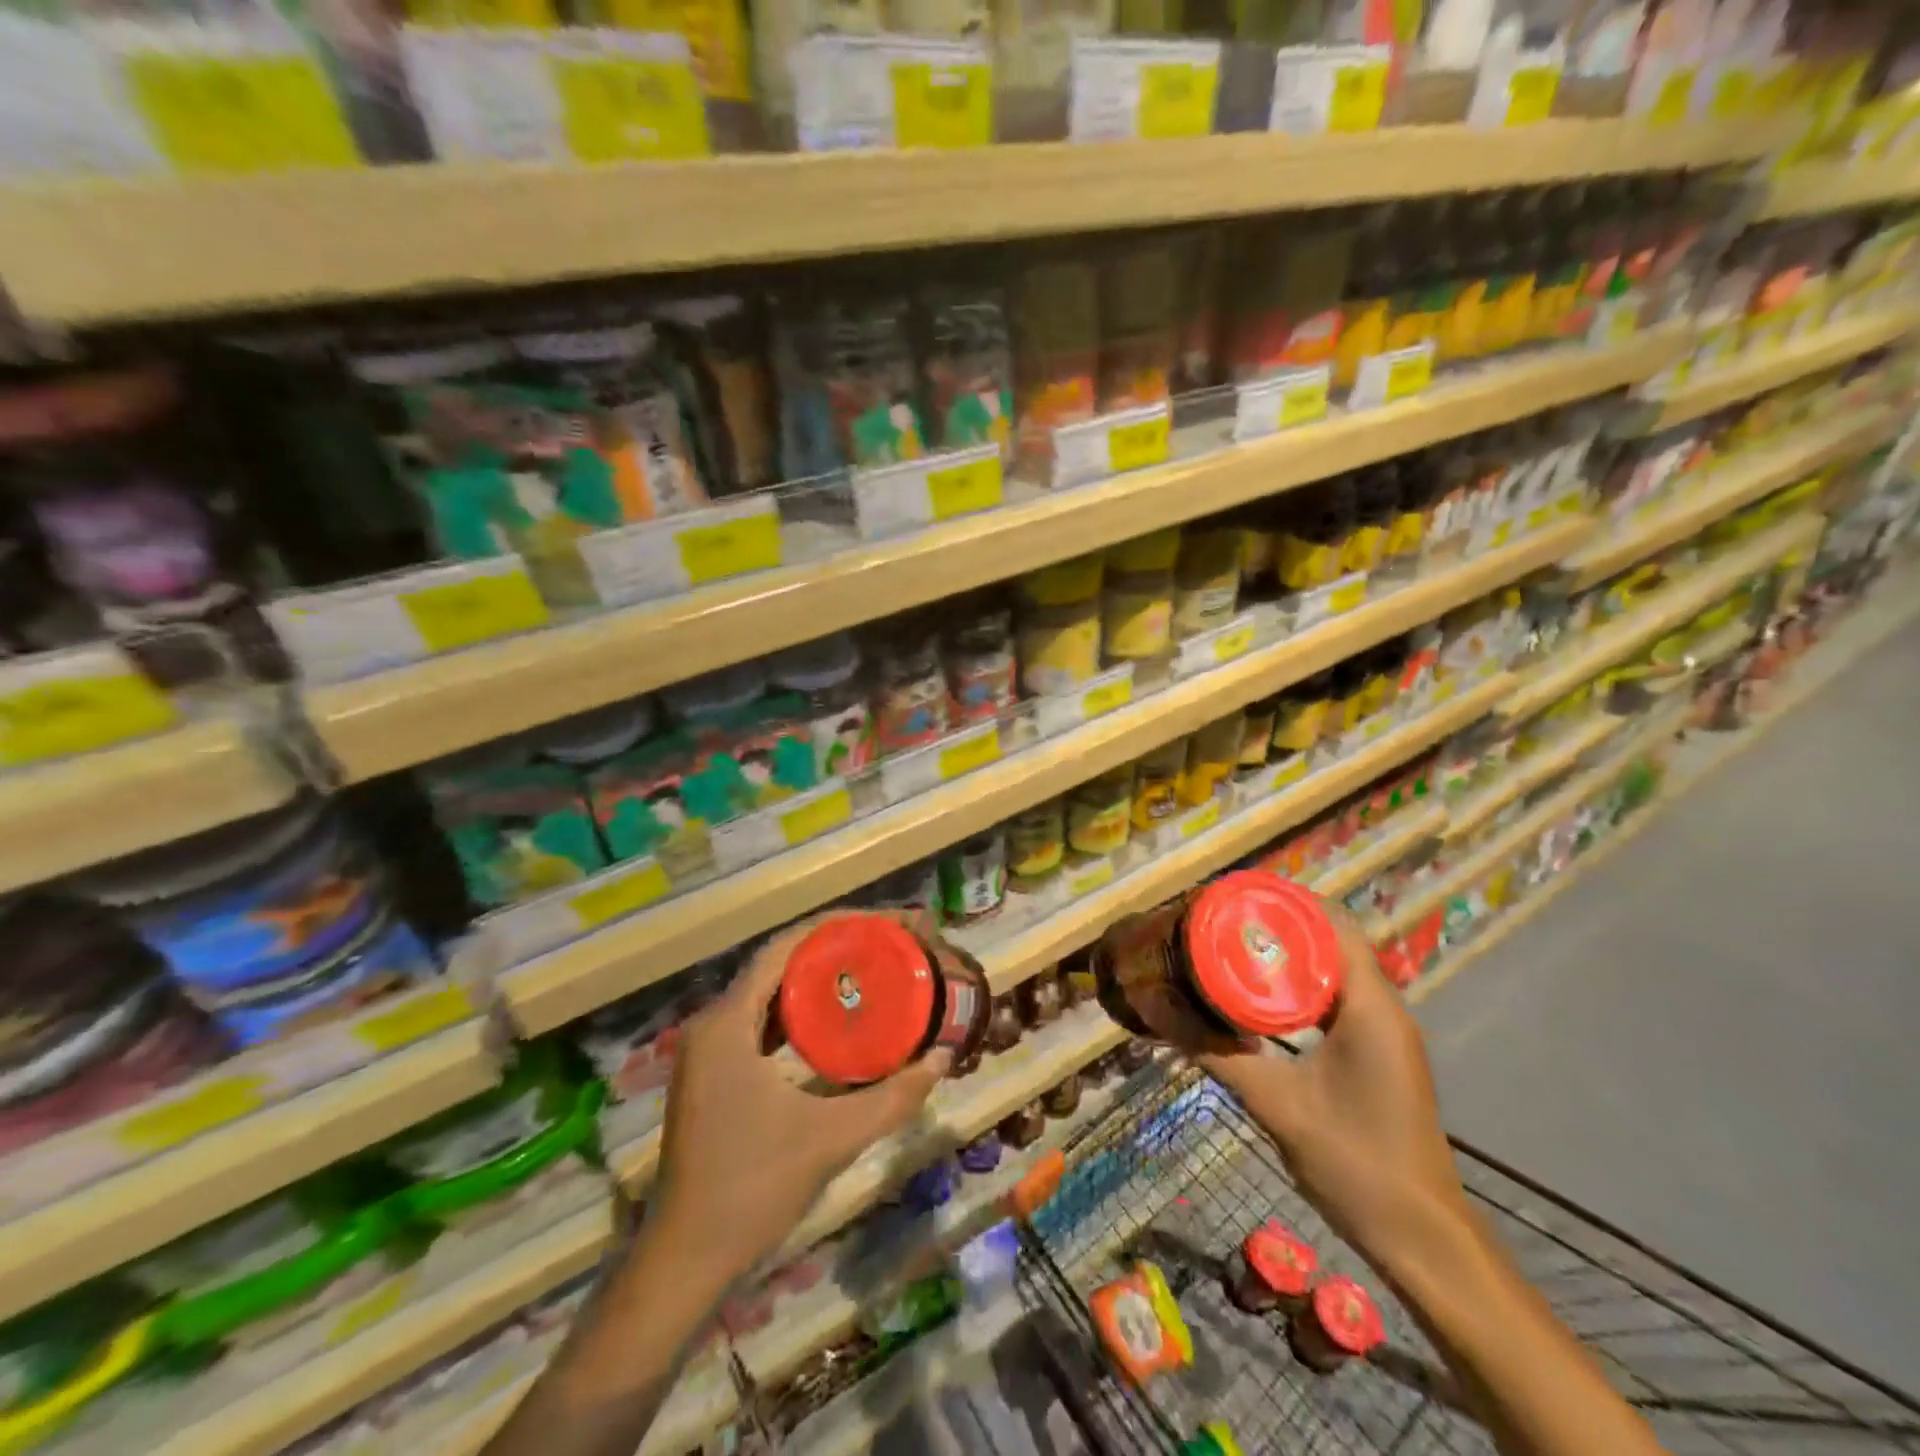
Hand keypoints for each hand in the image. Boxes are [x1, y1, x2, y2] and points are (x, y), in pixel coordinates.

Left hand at [648, 919, 950, 1280]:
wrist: (685, 1259)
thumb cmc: (753, 1190)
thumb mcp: (831, 1138)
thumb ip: (892, 1097)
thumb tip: (943, 1057)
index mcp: (727, 1023)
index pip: (785, 948)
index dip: (836, 927)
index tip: (884, 923)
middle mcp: (712, 1023)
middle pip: (778, 963)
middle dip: (832, 948)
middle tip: (885, 944)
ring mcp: (707, 1048)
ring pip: (768, 991)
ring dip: (815, 978)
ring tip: (869, 969)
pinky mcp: (712, 1071)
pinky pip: (760, 1020)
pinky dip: (798, 1010)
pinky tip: (835, 1019)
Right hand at [1196, 907, 1469, 1273]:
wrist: (1422, 1238)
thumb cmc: (1355, 1162)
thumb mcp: (1276, 1104)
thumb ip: (1216, 1054)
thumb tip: (1158, 1011)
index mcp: (1369, 1006)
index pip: (1332, 925)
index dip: (1283, 902)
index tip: (1232, 897)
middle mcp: (1383, 1007)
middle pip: (1330, 940)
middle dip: (1276, 925)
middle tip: (1220, 922)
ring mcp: (1385, 1031)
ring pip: (1333, 969)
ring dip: (1287, 955)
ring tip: (1231, 948)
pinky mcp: (1378, 1052)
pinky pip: (1336, 998)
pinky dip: (1298, 987)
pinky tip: (1259, 999)